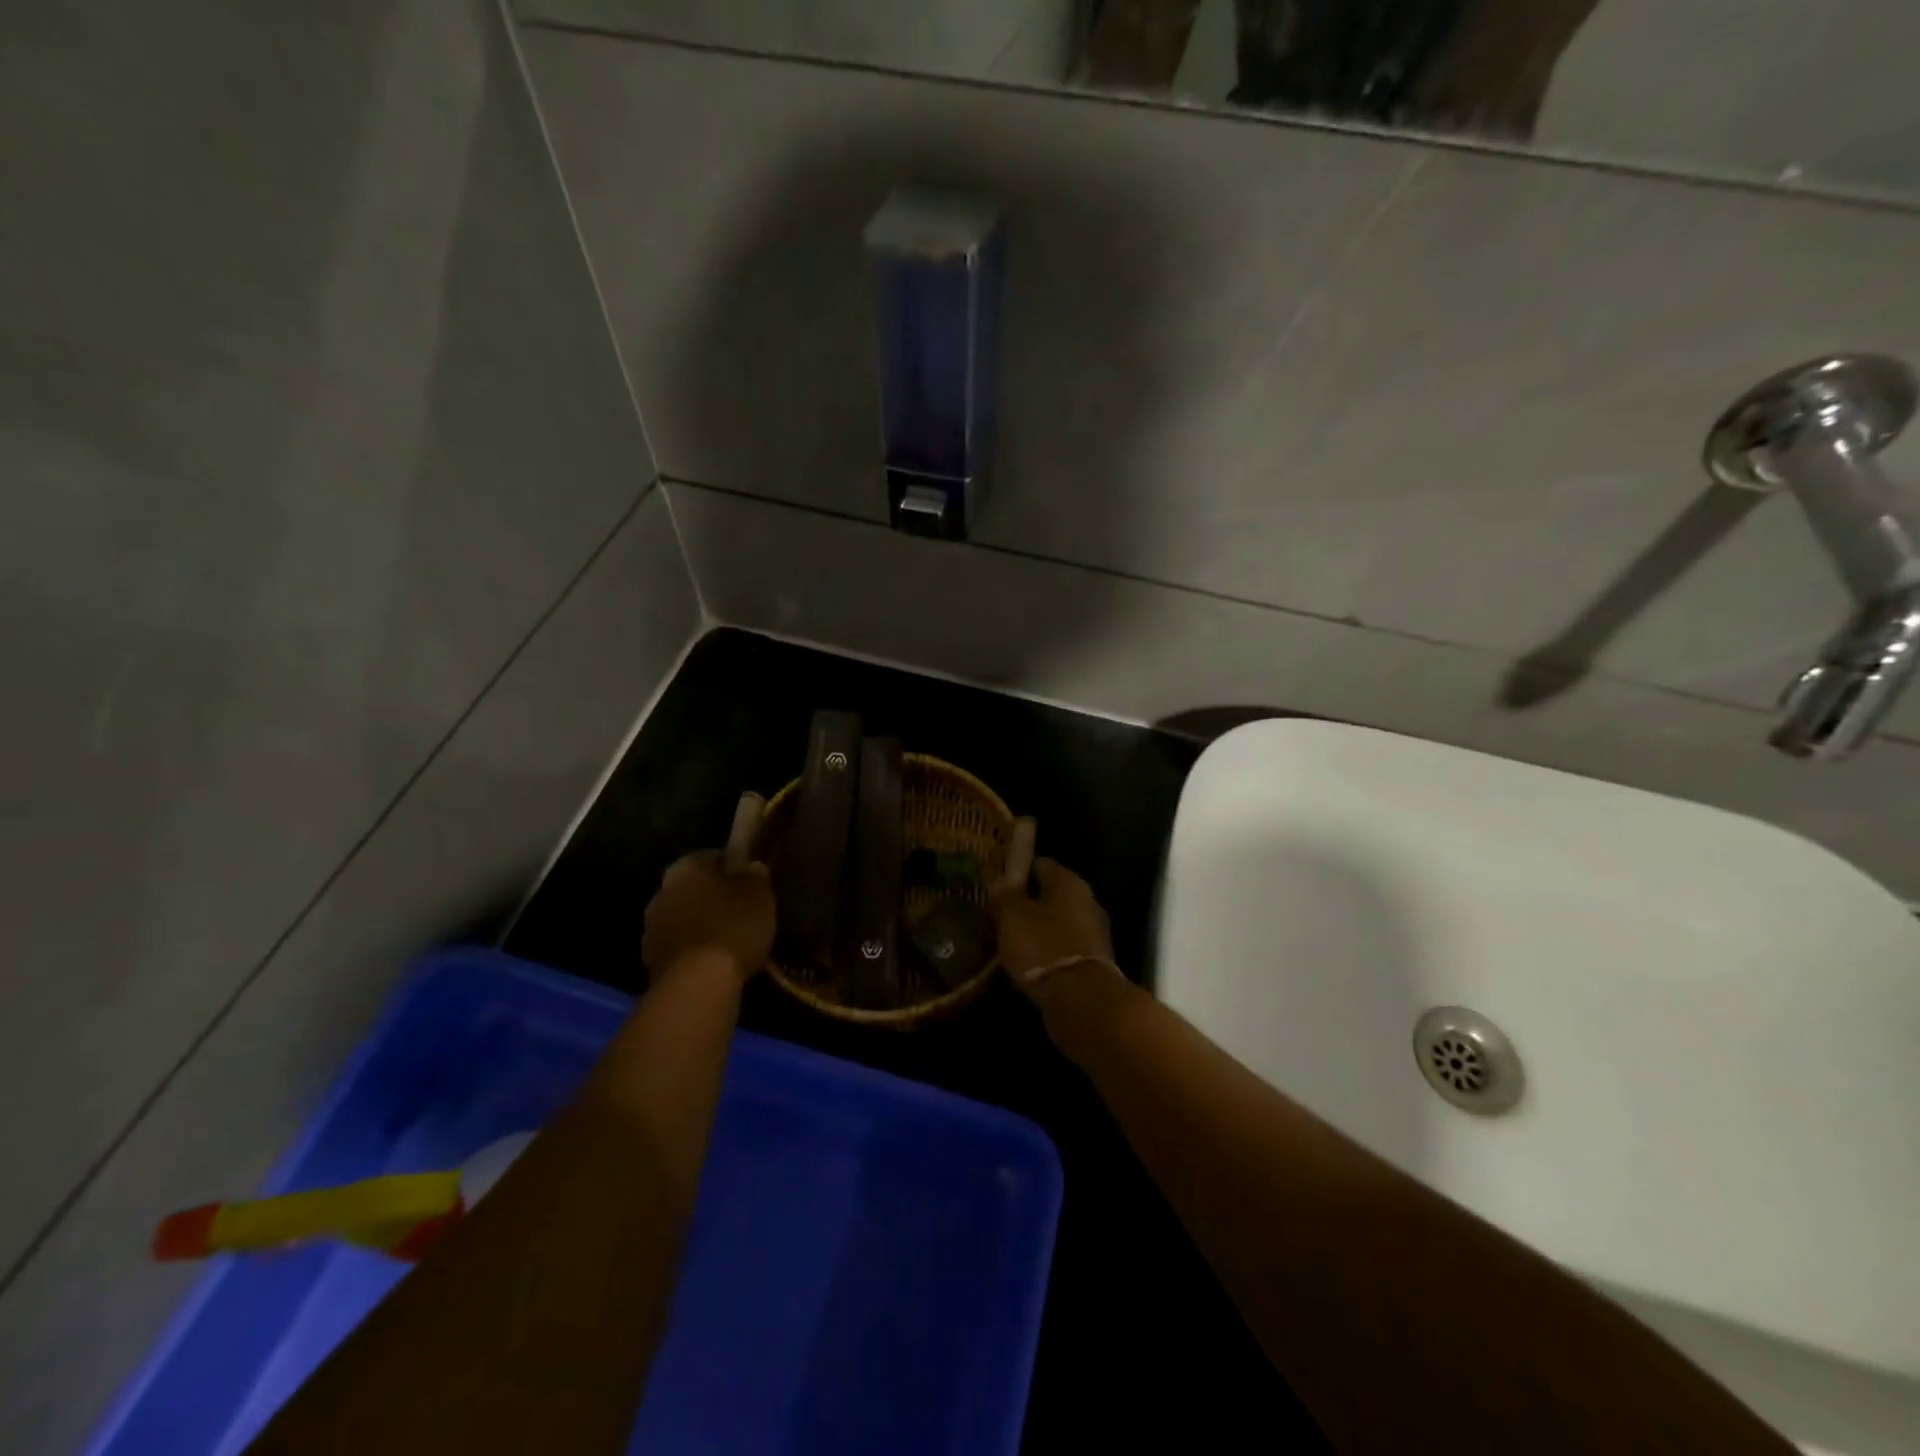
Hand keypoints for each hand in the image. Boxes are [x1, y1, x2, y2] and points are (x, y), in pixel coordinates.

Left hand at [642, 851, 774, 986]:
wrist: (696, 985)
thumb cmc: (731, 928)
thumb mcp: (758, 895)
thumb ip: (755, 876)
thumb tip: (750, 867)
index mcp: (685, 867)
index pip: (712, 857)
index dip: (735, 869)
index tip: (751, 884)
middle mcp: (661, 891)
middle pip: (694, 889)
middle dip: (715, 898)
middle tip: (742, 912)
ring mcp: (651, 928)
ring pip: (685, 918)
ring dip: (702, 925)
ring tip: (731, 941)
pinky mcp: (651, 961)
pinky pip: (681, 947)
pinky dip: (695, 951)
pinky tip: (715, 962)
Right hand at [990, 858, 1118, 1001]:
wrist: (1082, 1000)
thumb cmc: (1043, 946)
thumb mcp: (1012, 916)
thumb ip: (1004, 895)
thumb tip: (998, 879)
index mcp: (1069, 881)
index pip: (1039, 864)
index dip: (1016, 871)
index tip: (995, 884)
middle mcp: (1087, 900)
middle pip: (1050, 894)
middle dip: (1026, 903)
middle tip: (998, 914)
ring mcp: (1093, 932)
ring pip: (1056, 922)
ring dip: (1036, 929)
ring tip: (1008, 940)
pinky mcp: (1093, 962)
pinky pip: (1062, 947)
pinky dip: (1046, 952)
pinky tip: (1027, 962)